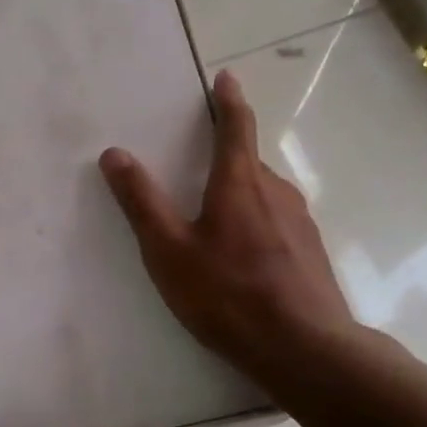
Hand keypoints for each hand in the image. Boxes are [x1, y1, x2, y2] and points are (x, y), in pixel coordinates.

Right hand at [99, 69, 357, 390]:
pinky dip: (259, 226)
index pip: (236, 127)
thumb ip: (142, 202)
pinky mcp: (311, 252)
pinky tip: (247, 261)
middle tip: (200, 171)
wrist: (305, 349)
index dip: (229, 100)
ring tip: (218, 226)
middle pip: (249, 163)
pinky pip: (278, 223)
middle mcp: (276, 191)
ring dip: (242, 196)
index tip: (227, 78)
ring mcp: (300, 222)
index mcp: (240, 182)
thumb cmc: (229, 295)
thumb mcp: (170, 251)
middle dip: (226, 159)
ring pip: (264, 196)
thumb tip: (115, 153)